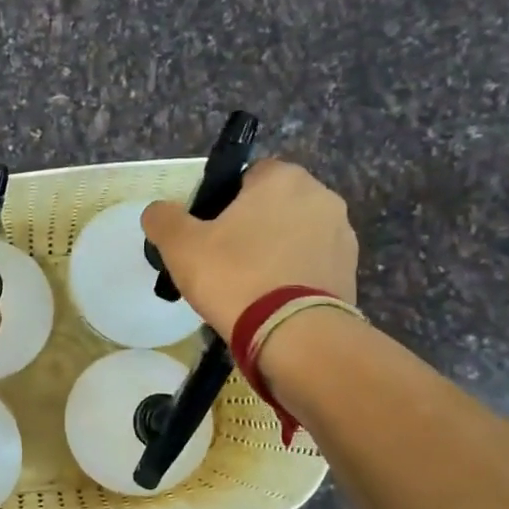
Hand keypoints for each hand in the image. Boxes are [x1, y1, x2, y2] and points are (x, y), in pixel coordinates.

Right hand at [140, 158, 357, 341]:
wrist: (293, 333)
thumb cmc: (234, 276)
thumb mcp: (180, 246)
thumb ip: (163, 219)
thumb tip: (157, 211)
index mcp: (282, 178)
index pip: (248, 175)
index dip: (223, 202)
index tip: (208, 233)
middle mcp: (321, 196)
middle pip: (274, 206)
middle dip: (252, 228)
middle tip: (223, 262)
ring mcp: (343, 235)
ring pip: (295, 237)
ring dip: (275, 253)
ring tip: (248, 289)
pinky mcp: (351, 272)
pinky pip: (311, 266)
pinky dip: (293, 278)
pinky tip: (271, 304)